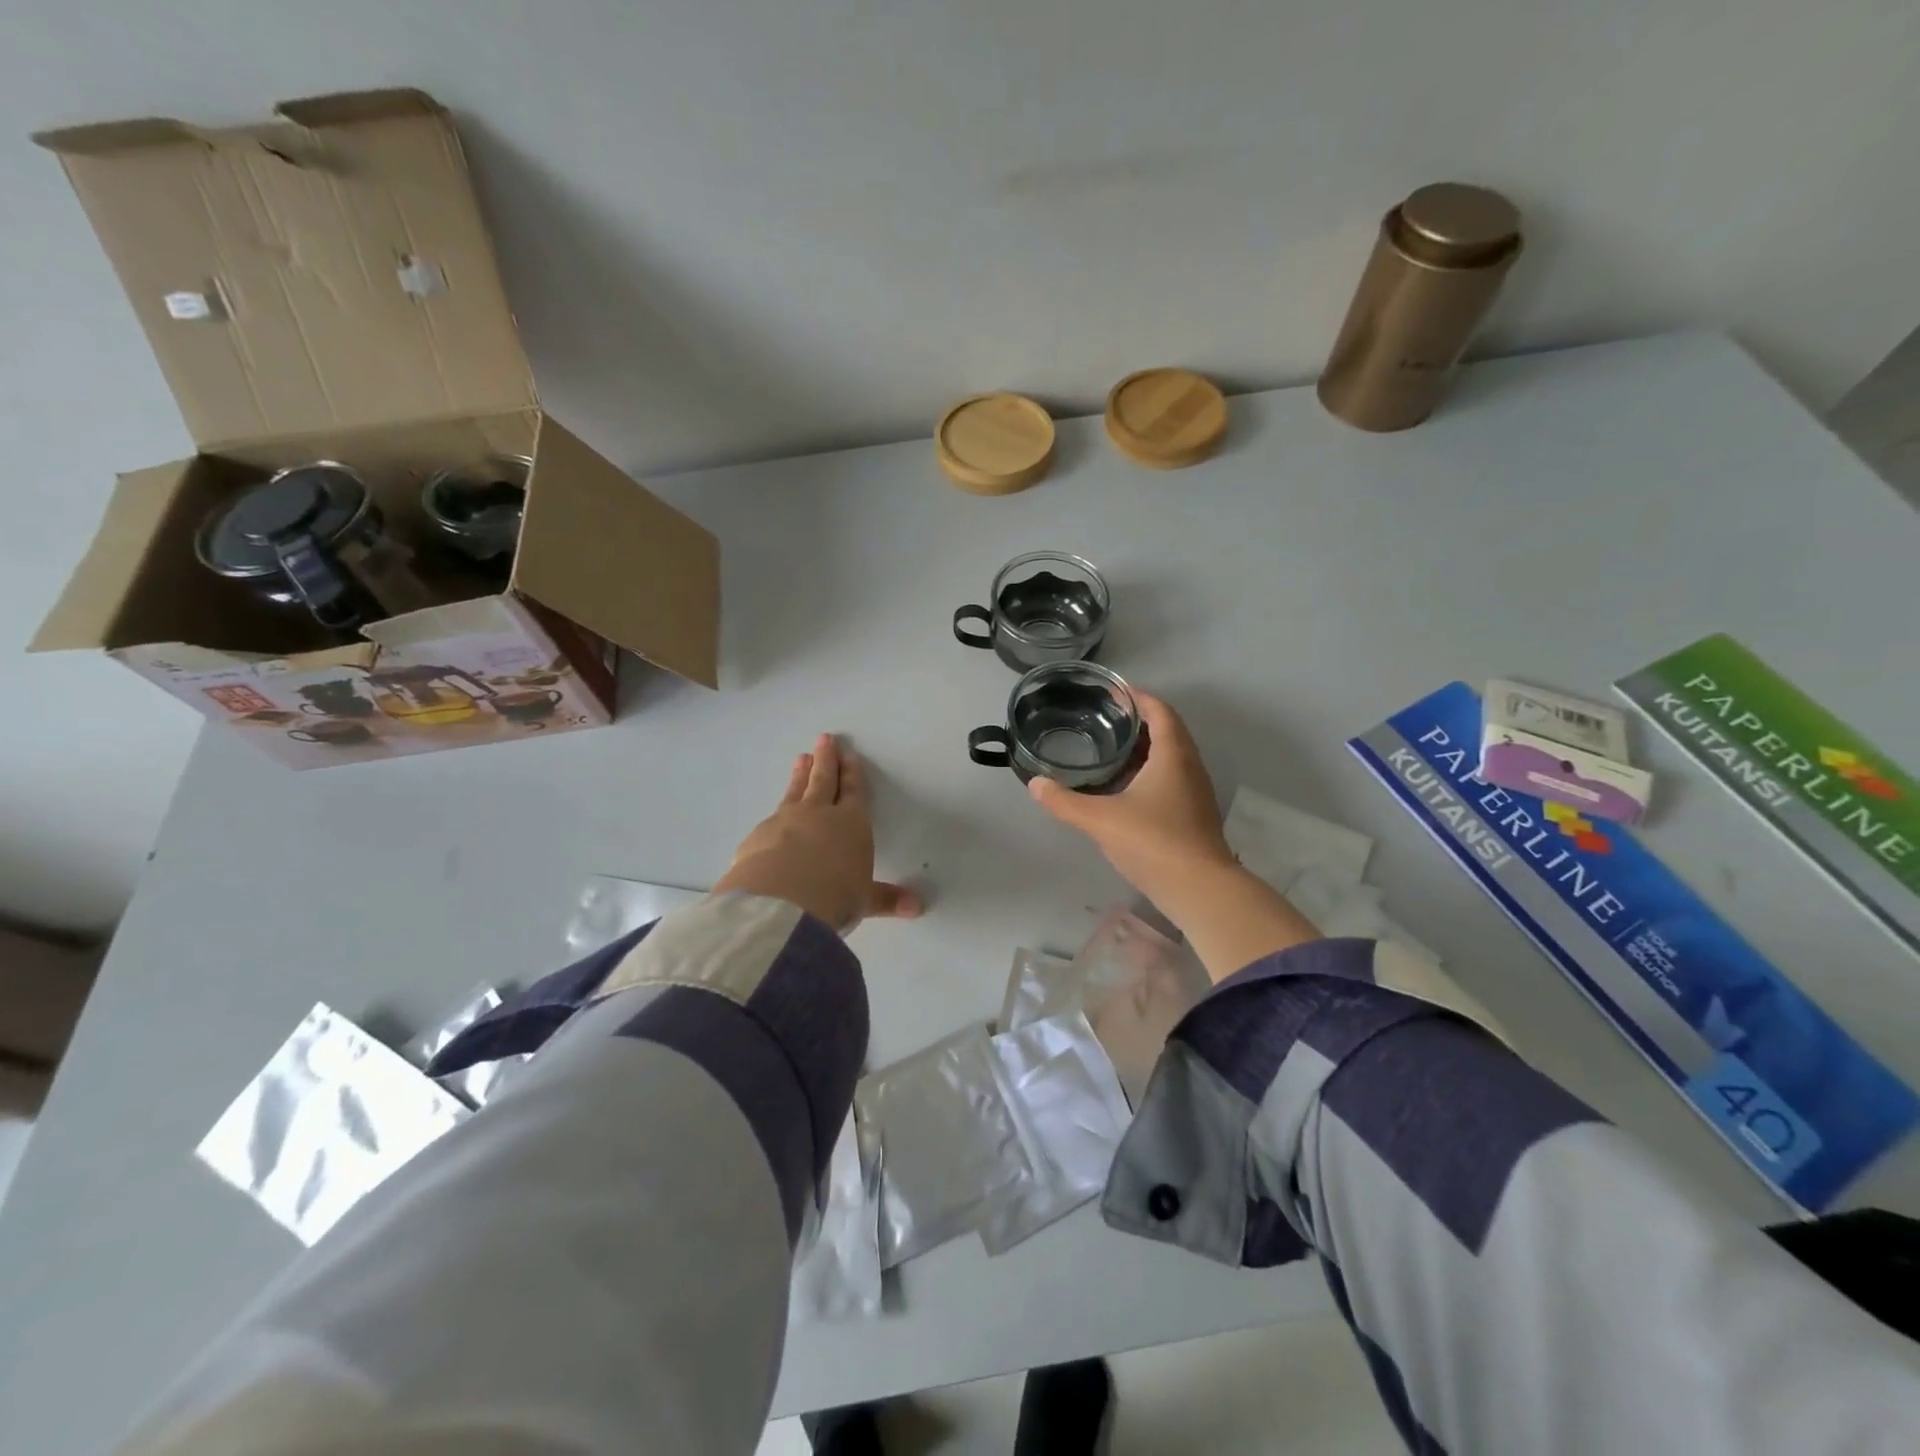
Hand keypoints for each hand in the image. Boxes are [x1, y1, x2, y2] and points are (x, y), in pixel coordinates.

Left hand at [713, 734, 923, 931]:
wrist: (779, 904)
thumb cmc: (834, 897)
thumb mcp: (864, 901)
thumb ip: (886, 900)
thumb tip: (919, 907)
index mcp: (851, 823)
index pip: (854, 792)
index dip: (852, 774)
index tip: (848, 755)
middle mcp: (818, 814)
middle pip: (823, 780)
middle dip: (826, 759)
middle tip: (823, 739)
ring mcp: (784, 822)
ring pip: (795, 792)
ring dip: (800, 775)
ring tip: (801, 758)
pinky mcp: (757, 837)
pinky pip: (770, 819)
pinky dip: (776, 814)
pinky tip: (773, 817)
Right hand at [1029, 693, 1316, 979]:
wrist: (1199, 889)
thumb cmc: (1153, 842)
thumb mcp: (1100, 819)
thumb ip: (1064, 801)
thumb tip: (1034, 784)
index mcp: (1173, 755)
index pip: (1160, 711)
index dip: (1139, 697)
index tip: (1114, 692)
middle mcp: (1189, 766)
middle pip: (1168, 731)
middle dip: (1138, 722)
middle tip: (1104, 719)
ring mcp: (1194, 792)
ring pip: (1170, 757)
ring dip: (1144, 749)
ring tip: (1109, 749)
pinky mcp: (1193, 815)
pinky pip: (1170, 779)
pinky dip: (1148, 773)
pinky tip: (1123, 788)